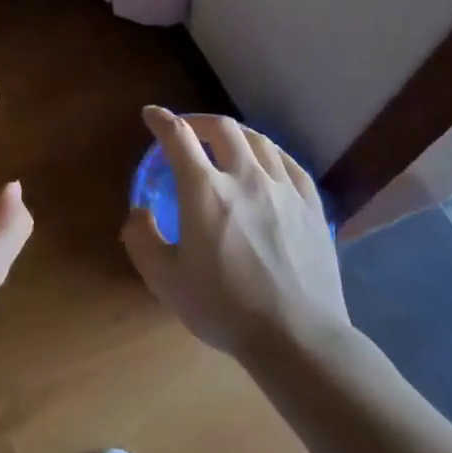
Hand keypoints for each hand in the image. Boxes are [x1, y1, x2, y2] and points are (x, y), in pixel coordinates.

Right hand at [121, 108, 349, 357]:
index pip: (178, 137)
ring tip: (225, 144)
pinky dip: (269, 154)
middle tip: (187, 131)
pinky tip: (267, 164)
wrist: (297, 337)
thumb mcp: (164, 279)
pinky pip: (289, 163)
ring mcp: (284, 189)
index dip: (161, 120)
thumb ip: (141, 238)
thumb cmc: (223, 307)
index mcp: (205, 191)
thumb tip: (139, 211)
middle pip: (223, 128)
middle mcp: (246, 177)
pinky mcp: (312, 206)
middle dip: (199, 121)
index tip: (151, 115)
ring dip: (235, 134)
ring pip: (259, 141)